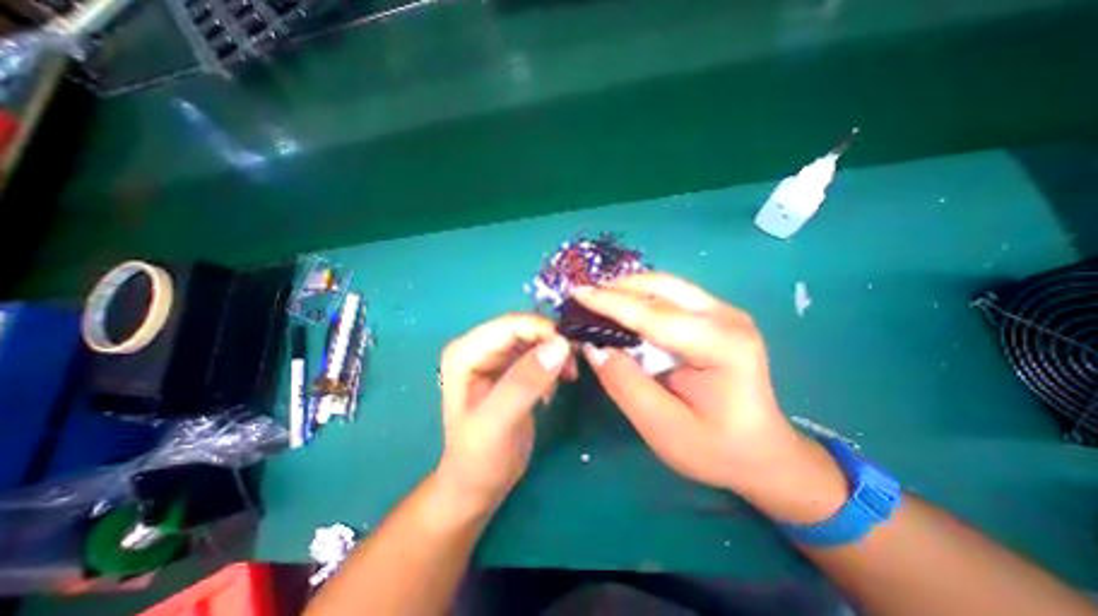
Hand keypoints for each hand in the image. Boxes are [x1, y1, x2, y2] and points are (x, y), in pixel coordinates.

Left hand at [436, 312, 577, 513]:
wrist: (479, 483)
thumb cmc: (480, 457)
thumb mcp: (499, 422)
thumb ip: (525, 382)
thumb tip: (560, 345)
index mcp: (465, 352)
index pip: (509, 324)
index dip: (542, 330)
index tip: (570, 347)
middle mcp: (479, 347)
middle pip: (523, 328)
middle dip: (551, 341)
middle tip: (573, 364)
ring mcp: (495, 357)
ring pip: (534, 338)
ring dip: (555, 352)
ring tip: (568, 376)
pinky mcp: (510, 369)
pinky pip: (538, 353)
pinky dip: (553, 363)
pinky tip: (556, 385)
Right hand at [575, 276, 848, 521]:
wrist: (762, 452)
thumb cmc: (715, 448)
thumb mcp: (664, 429)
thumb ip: (626, 385)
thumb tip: (594, 347)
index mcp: (722, 347)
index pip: (655, 315)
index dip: (611, 303)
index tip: (577, 293)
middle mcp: (727, 318)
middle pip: (662, 287)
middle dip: (618, 288)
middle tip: (583, 297)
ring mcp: (725, 312)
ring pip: (666, 285)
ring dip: (628, 289)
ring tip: (597, 300)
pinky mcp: (717, 315)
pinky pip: (671, 294)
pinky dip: (641, 297)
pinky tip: (623, 307)